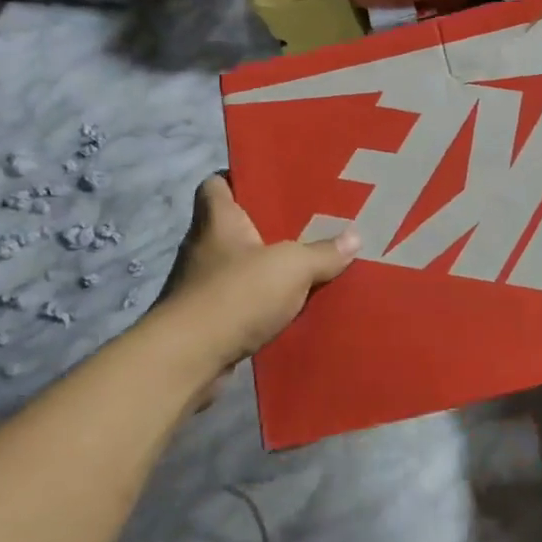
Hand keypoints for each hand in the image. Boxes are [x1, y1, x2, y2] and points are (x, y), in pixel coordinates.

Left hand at [155, 175, 359, 366]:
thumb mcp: (292, 267)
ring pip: (241, 266)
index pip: (217, 184)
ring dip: (267, 268)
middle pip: (236, 225)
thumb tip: (354, 237)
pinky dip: (263, 304)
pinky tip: (293, 308)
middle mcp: (204, 247)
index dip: (241, 179)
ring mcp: (202, 286)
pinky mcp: (207, 321)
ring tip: (308, 266)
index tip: (273, 182)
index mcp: (218, 220)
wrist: (187, 361)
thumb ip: (323, 252)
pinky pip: (242, 301)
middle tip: (310, 223)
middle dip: (269, 226)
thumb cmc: (235, 295)